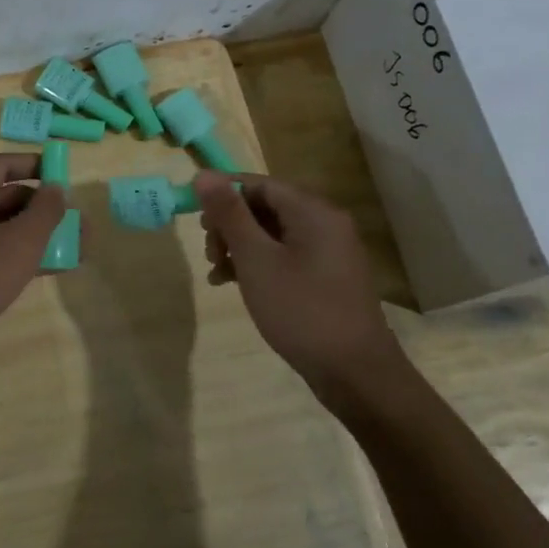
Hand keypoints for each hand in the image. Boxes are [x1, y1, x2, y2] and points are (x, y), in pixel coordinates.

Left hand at [0, 154, 67, 377]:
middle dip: (44, 206)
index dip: (35, 165)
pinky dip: (22, 255)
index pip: (3, 165)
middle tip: (78, 219)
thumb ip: (45, 211)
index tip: (65, 174)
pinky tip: (53, 268)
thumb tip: (56, 187)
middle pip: (6, 196)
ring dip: (38, 234)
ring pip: (4, 228)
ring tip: (76, 246)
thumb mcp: (19, 242)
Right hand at [194, 170, 413, 424]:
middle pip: (265, 206)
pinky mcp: (326, 276)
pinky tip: (235, 284)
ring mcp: (328, 251)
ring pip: (272, 233)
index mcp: (313, 211)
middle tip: (209, 253)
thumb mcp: (256, 259)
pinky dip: (257, 263)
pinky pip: (284, 255)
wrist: (354, 373)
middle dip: (229, 225)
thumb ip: (229, 214)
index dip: (222, 194)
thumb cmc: (300, 310)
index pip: (258, 184)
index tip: (193, 216)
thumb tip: (203, 174)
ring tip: (217, 273)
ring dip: (239, 246)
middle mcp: (325, 223)